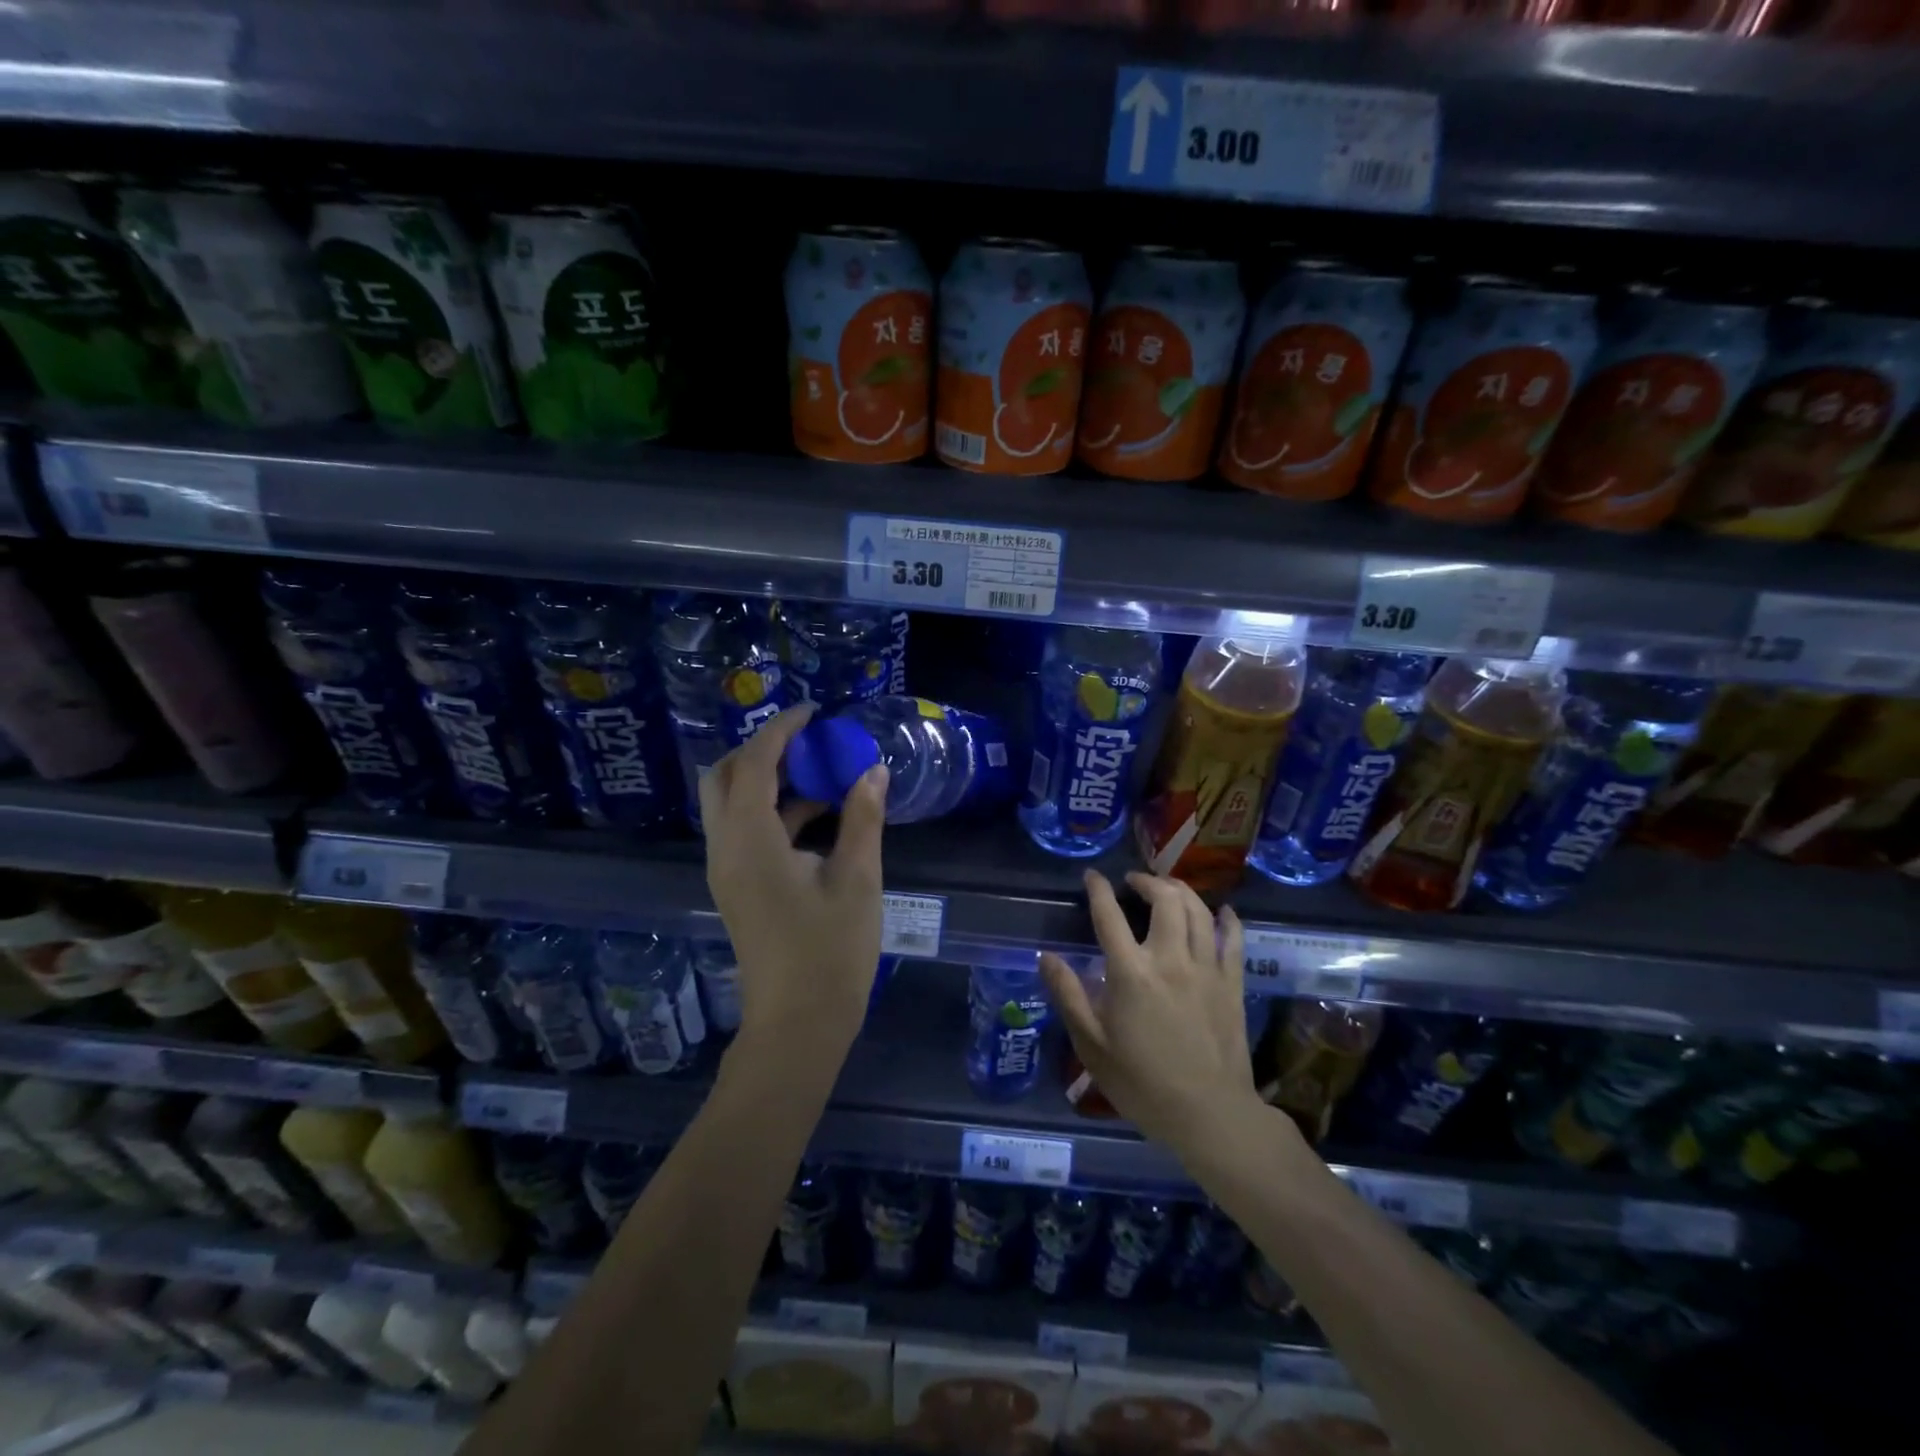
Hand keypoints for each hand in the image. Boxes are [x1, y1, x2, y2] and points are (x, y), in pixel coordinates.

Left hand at [700, 702, 888, 1054]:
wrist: (799, 1024)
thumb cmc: (830, 951)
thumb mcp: (857, 878)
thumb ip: (863, 818)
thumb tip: (873, 770)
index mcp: (749, 841)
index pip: (753, 763)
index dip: (781, 730)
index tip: (814, 712)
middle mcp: (725, 849)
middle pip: (724, 777)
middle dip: (762, 750)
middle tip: (809, 743)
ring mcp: (727, 870)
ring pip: (732, 804)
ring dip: (769, 780)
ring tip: (822, 773)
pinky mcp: (737, 887)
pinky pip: (745, 830)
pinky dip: (774, 810)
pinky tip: (820, 816)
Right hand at [1041, 871, 1267, 1163]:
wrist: (1209, 1114)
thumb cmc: (1142, 1083)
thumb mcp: (1092, 1045)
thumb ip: (1068, 995)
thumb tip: (1046, 957)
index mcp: (1131, 972)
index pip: (1109, 916)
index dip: (1098, 890)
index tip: (1092, 876)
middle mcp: (1170, 959)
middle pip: (1164, 899)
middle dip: (1147, 881)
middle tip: (1134, 881)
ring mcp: (1206, 968)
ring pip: (1199, 911)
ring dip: (1181, 891)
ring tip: (1167, 889)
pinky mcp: (1232, 984)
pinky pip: (1233, 940)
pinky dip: (1227, 920)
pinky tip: (1223, 912)